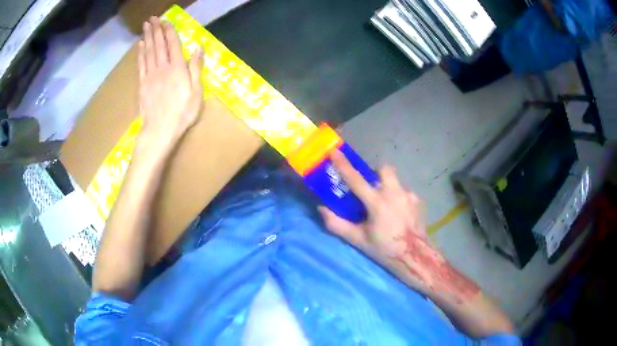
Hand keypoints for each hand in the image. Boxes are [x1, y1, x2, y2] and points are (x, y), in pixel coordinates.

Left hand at [136, 17, 203, 152]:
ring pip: (148, 51)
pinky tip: (140, 45)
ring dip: (147, 37)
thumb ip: (195, 68)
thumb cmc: (182, 113)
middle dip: (156, 29)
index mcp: (177, 68)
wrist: (159, 131)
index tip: (166, 20)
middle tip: (153, 18)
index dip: (169, 31)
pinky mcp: (142, 84)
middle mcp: (162, 67)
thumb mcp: (196, 92)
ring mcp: (150, 75)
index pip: (172, 44)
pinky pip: (141, 64)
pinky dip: (140, 53)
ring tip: (146, 25)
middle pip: (158, 44)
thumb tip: (197, 48)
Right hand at [318, 151, 454, 293]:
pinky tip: (397, 213)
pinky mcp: (418, 200)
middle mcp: (395, 193)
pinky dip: (397, 197)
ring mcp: (409, 195)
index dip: (343, 164)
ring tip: (384, 206)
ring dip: (386, 187)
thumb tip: (322, 209)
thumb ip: (337, 224)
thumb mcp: (358, 240)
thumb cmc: (385, 249)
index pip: (356, 180)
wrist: (415, 256)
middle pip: (384, 169)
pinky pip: (403, 191)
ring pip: (394, 181)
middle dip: (375, 173)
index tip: (334, 151)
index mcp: (377, 203)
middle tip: (369, 188)